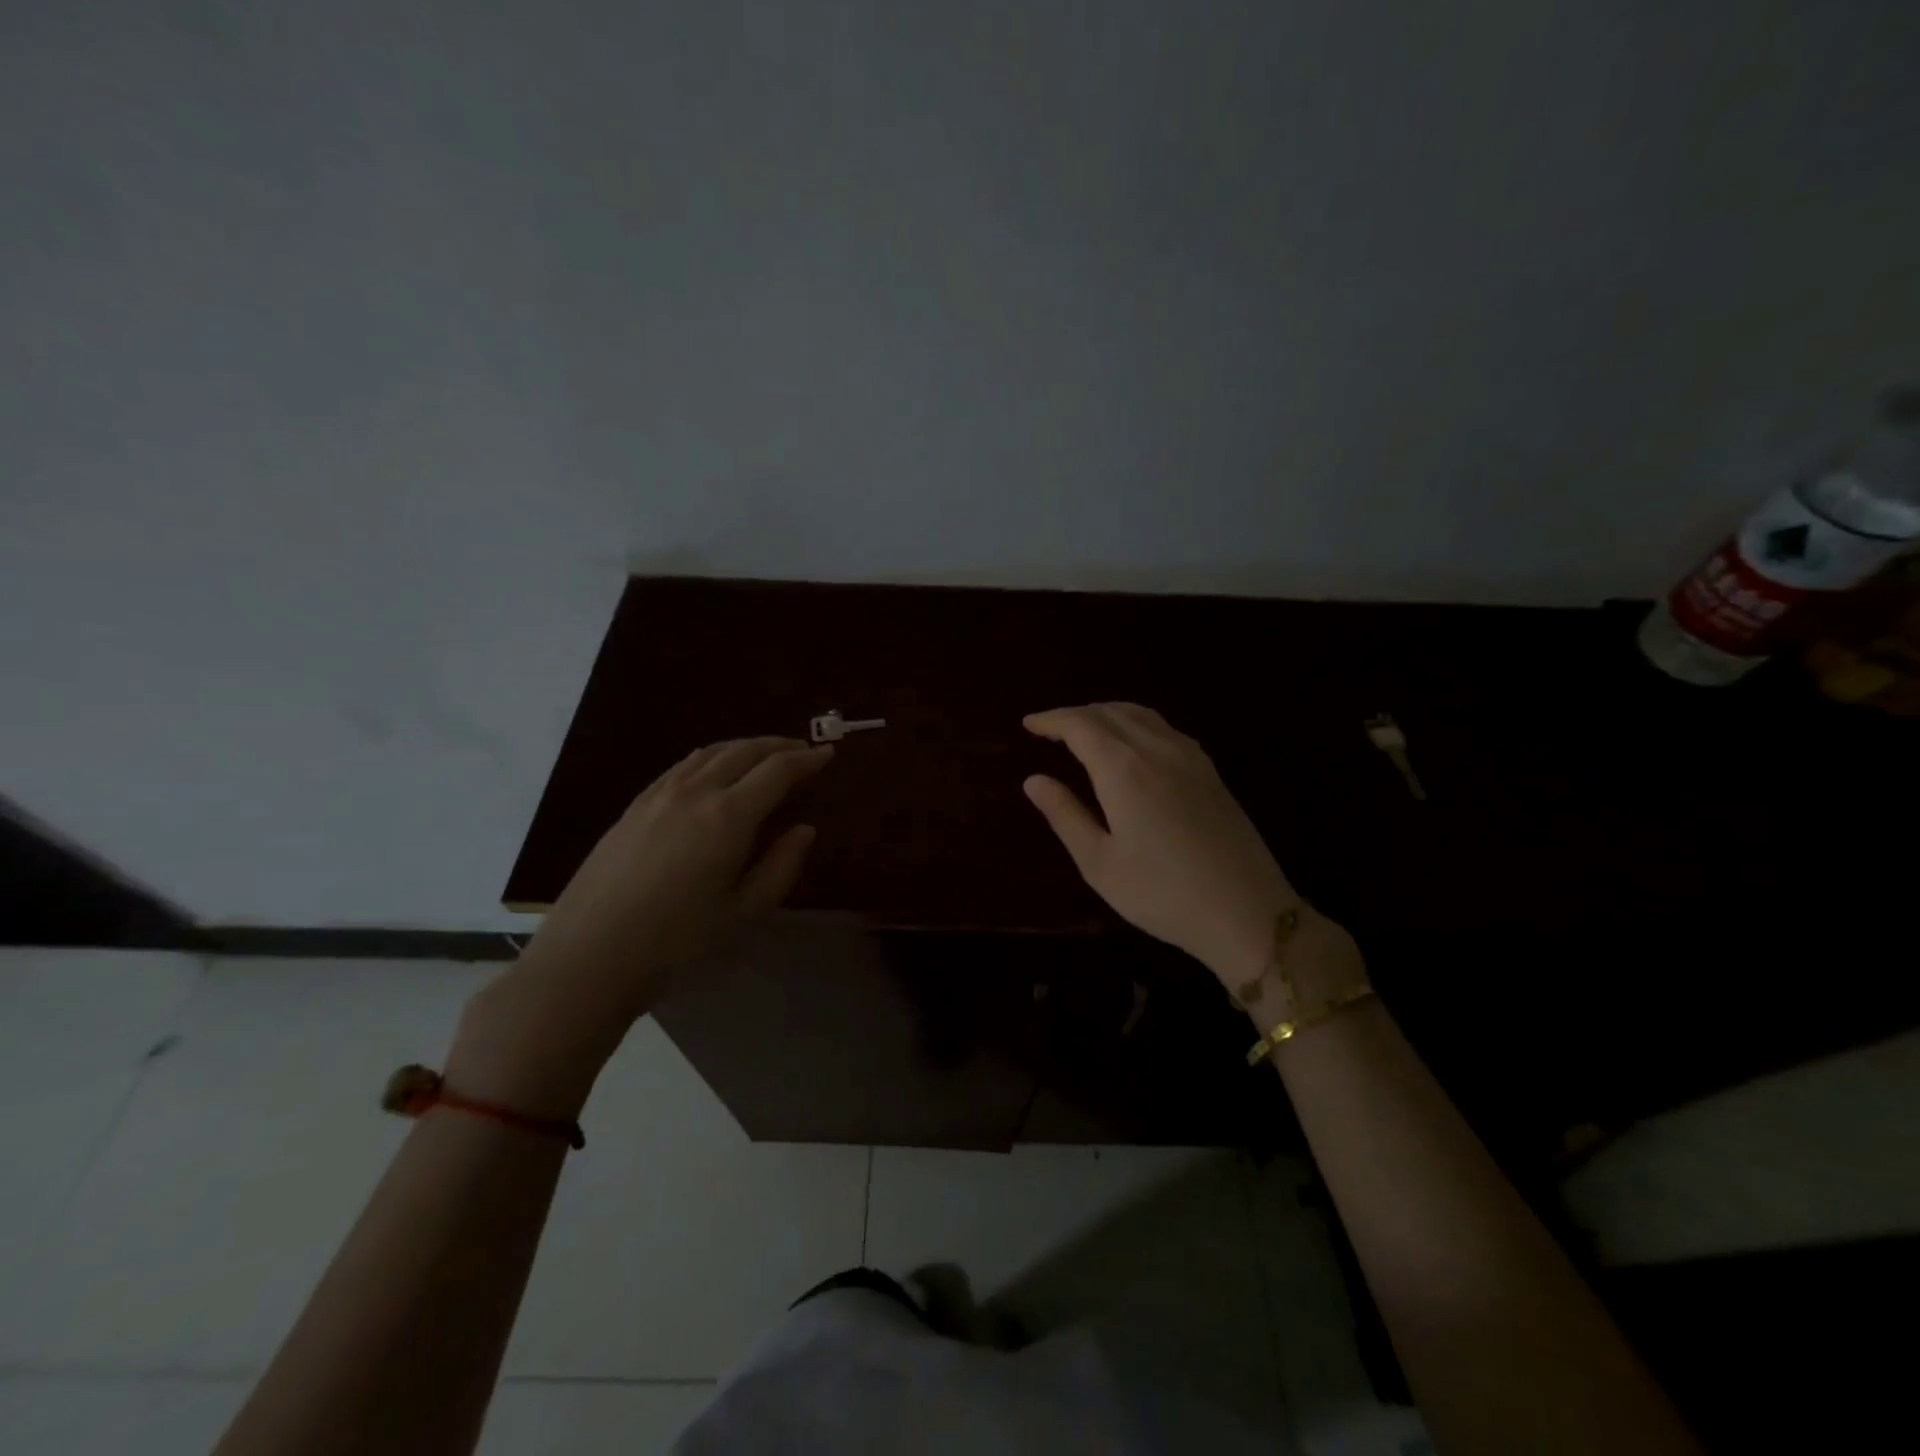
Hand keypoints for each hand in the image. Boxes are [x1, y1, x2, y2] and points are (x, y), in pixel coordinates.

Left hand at [449, 737, 831, 1115]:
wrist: (588, 957)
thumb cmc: (676, 943)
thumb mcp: (743, 913)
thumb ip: (780, 866)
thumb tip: (804, 829)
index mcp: (729, 816)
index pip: (777, 770)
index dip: (807, 759)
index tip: (828, 755)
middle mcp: (695, 792)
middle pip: (744, 751)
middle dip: (778, 745)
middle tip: (803, 750)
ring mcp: (659, 795)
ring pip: (710, 752)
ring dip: (744, 746)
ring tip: (764, 754)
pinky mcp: (634, 806)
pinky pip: (682, 765)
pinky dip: (711, 757)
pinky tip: (713, 771)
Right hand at [1023, 703, 1301, 988]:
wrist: (1247, 912)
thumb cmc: (1162, 894)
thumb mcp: (1099, 863)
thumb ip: (1065, 815)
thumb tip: (1033, 780)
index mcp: (1124, 769)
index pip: (1079, 725)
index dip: (1051, 720)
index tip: (1028, 724)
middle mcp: (1157, 749)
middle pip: (1109, 712)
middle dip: (1075, 715)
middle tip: (1049, 730)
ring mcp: (1189, 756)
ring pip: (1140, 714)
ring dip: (1106, 714)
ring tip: (1084, 731)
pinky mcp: (1210, 771)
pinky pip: (1164, 728)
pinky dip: (1135, 723)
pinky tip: (1131, 745)